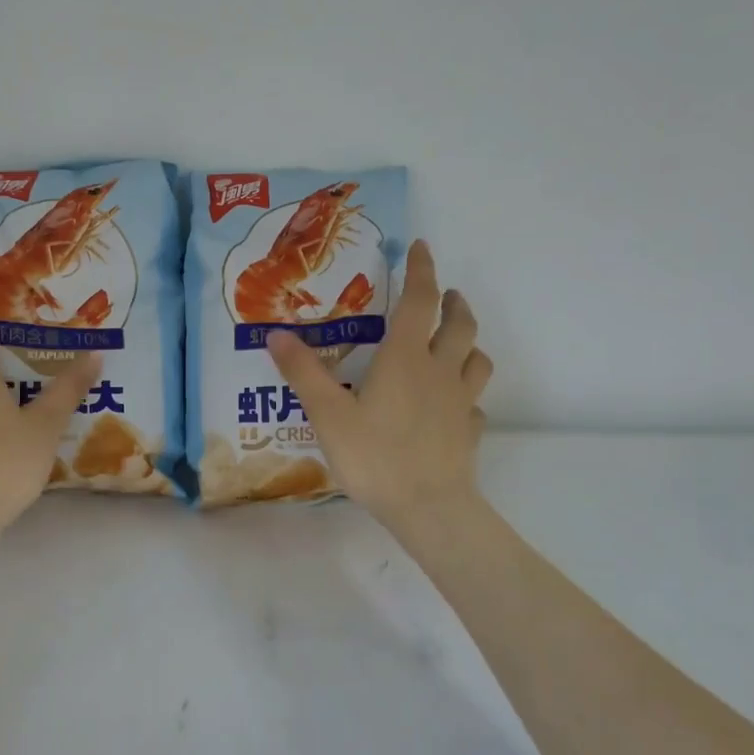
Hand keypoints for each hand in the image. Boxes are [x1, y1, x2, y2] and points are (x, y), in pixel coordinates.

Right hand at [267, 240, 491, 541]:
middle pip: (460, 324)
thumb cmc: (375, 455)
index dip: (422, 270)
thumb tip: (276, 333)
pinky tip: (453, 404)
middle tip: (446, 294)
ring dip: (469, 342)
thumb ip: (303, 372)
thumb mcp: (327, 413)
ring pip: (477, 359)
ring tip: (455, 342)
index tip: (420, 247)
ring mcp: (461, 401)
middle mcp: (440, 370)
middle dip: (453, 302)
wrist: (428, 507)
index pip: (421, 300)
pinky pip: (474, 402)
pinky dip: (466, 393)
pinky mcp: (470, 430)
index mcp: (406, 357)